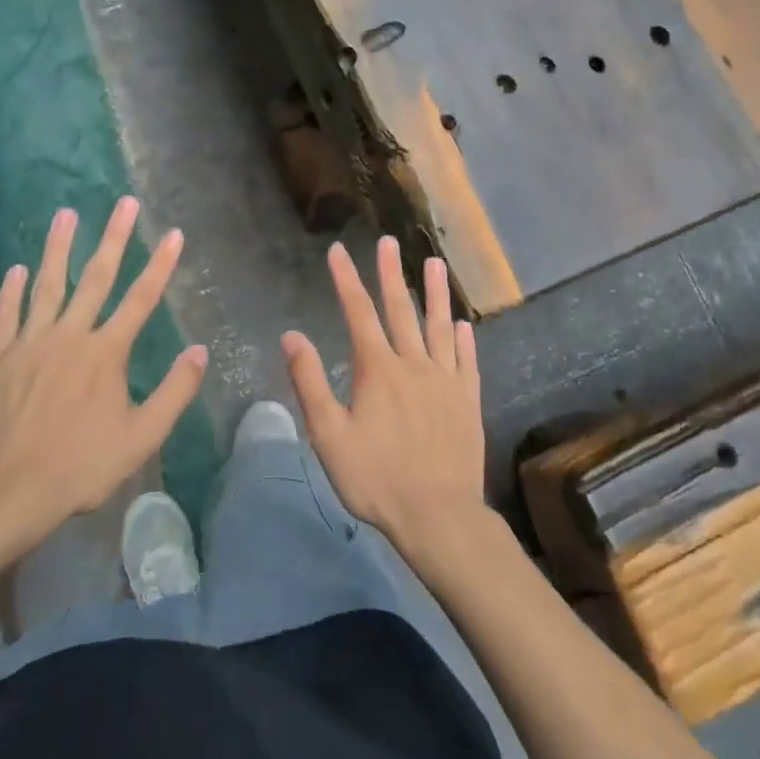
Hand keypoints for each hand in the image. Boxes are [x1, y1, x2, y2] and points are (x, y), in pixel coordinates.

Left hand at [0, 199, 207, 546]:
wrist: (11, 489)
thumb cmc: (82, 464)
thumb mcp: (142, 437)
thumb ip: (174, 392)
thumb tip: (200, 351)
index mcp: (106, 352)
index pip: (141, 298)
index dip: (160, 265)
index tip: (174, 234)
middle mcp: (71, 335)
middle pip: (96, 278)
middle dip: (114, 238)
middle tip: (124, 203)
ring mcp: (32, 343)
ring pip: (47, 285)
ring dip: (58, 248)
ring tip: (66, 214)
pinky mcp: (0, 358)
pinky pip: (6, 315)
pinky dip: (11, 291)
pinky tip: (16, 269)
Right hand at [281, 238, 485, 549]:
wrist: (439, 517)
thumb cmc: (377, 479)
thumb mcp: (329, 436)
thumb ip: (311, 383)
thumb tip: (292, 336)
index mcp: (378, 370)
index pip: (358, 313)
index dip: (346, 280)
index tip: (338, 251)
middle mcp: (413, 364)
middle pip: (400, 310)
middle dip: (390, 273)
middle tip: (388, 241)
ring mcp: (445, 380)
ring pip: (439, 327)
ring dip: (435, 294)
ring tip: (434, 263)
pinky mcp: (467, 400)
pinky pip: (467, 361)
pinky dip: (464, 339)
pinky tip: (464, 324)